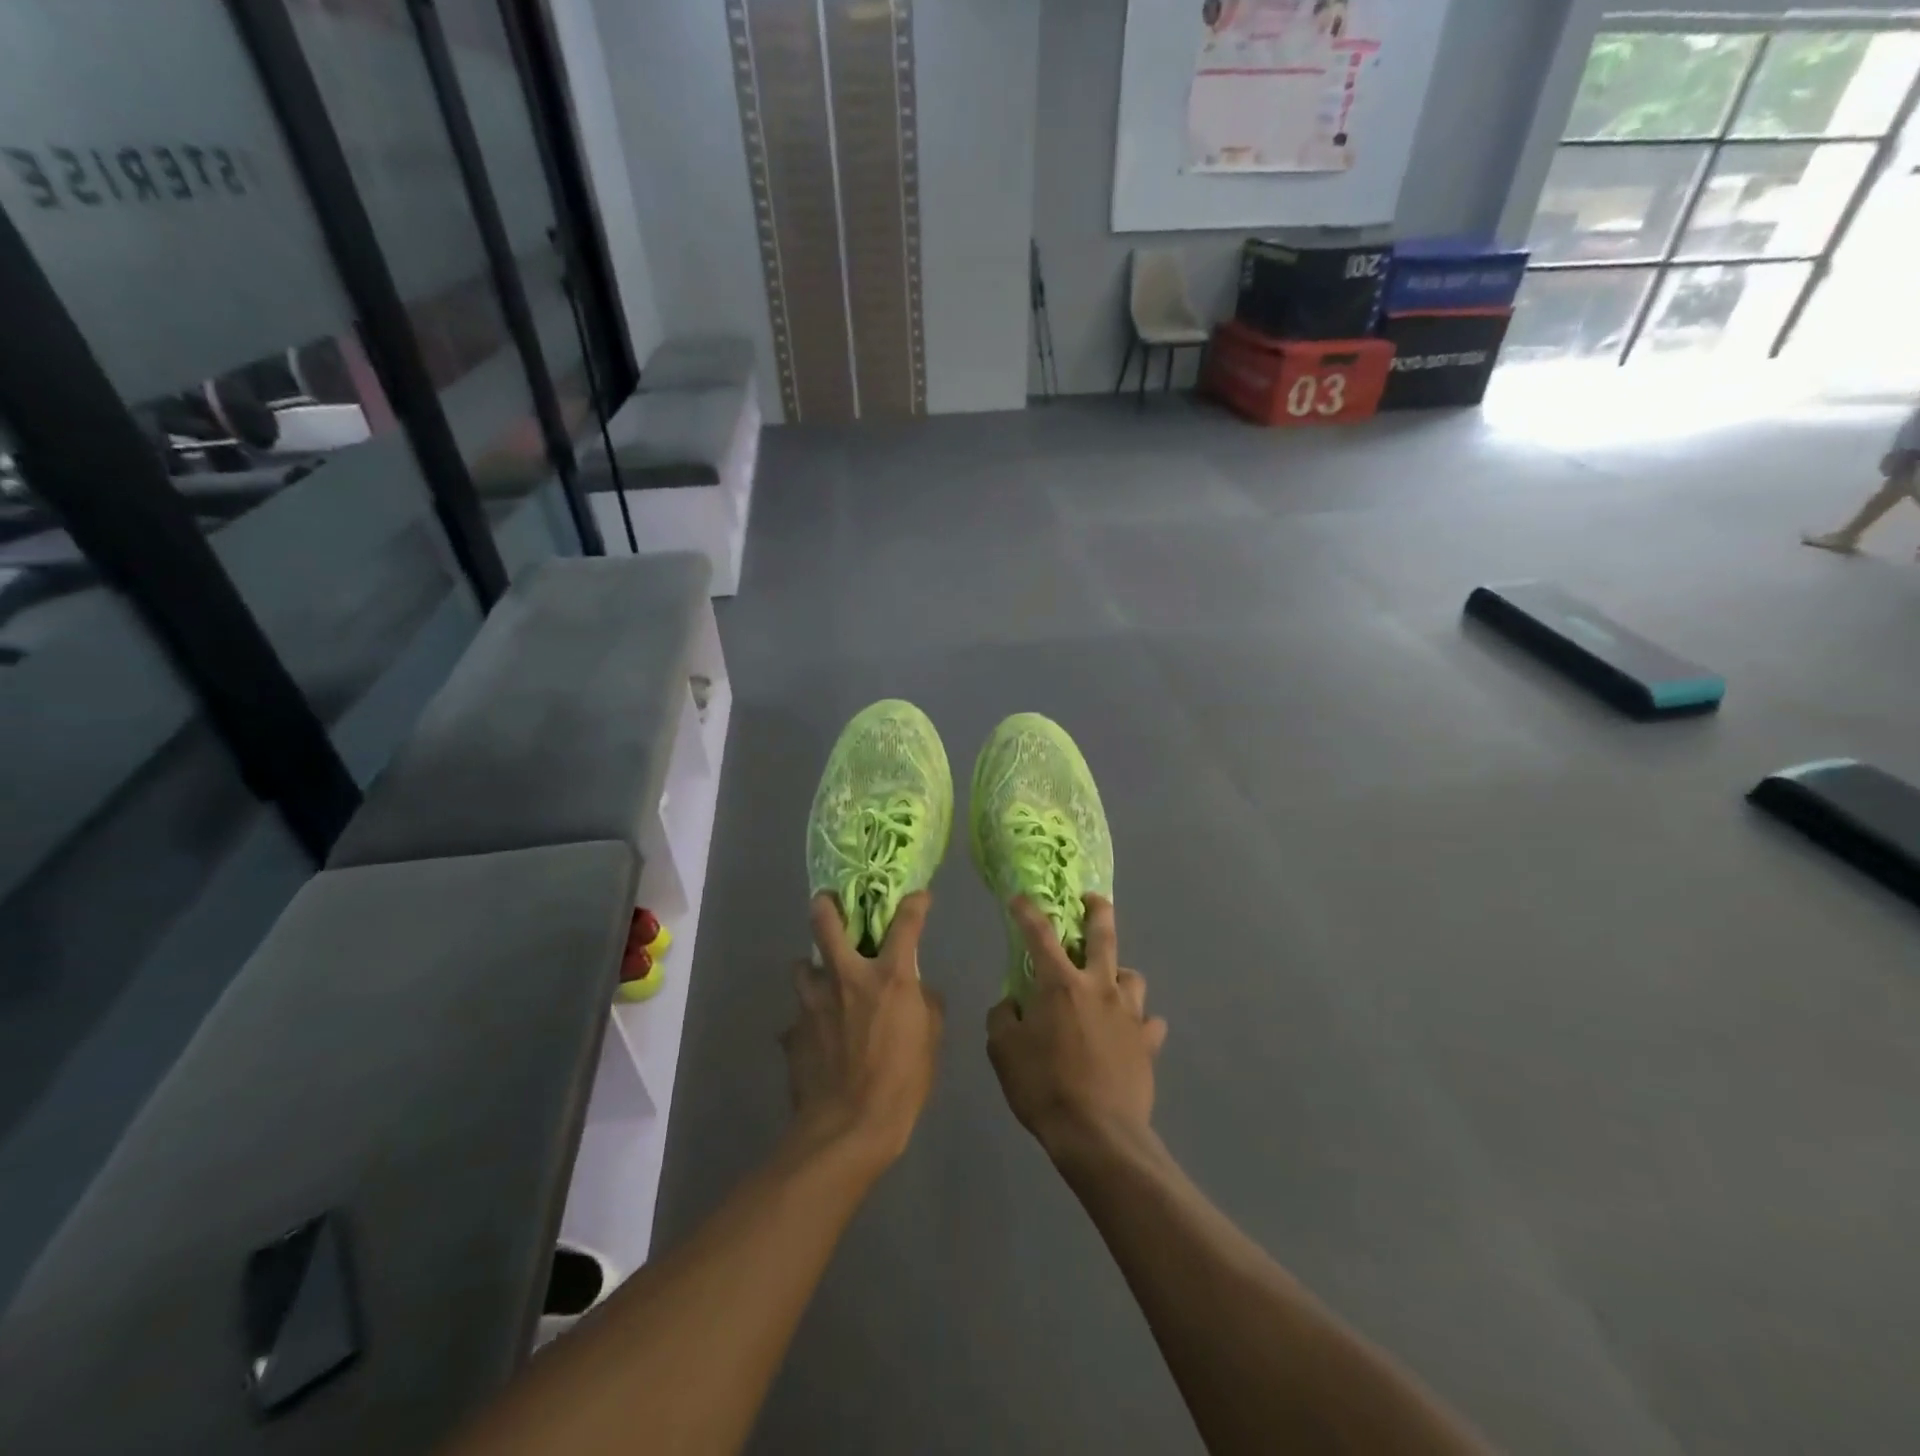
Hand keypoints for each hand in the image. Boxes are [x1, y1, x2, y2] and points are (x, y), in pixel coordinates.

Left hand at [783, 891, 944, 1170]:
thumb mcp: (931, 1040)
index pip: (906, 922)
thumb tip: (917, 989)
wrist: (847, 1129)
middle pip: (825, 922)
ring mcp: (813, 1002)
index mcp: (889, 976)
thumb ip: (925, 1004)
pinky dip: (808, 1019)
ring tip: (822, 983)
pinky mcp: (793, 1031)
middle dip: (826, 904)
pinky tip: (817, 1038)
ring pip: (801, 966)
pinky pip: (798, 1015)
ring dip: (813, 969)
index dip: (915, 903)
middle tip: (829, 903)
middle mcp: (847, 977)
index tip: (919, 897)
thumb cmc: (901, 1083)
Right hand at [986, 895, 1167, 1166]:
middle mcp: (1099, 987)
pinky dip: (1139, 1022)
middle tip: (1091, 899)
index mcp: (1060, 985)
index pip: (1039, 935)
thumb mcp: (1003, 1051)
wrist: (1098, 1135)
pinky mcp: (1148, 1042)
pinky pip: (1149, 1022)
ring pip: (1132, 976)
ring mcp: (1129, 1013)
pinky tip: (1130, 1032)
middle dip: (1097, 910)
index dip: (1027, 912)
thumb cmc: (1044, 1087)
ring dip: (1120, 973)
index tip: (1019, 897)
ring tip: (1109, 983)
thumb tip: (1012, 1003)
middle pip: (1103, 935)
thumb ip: (1003, 1017)